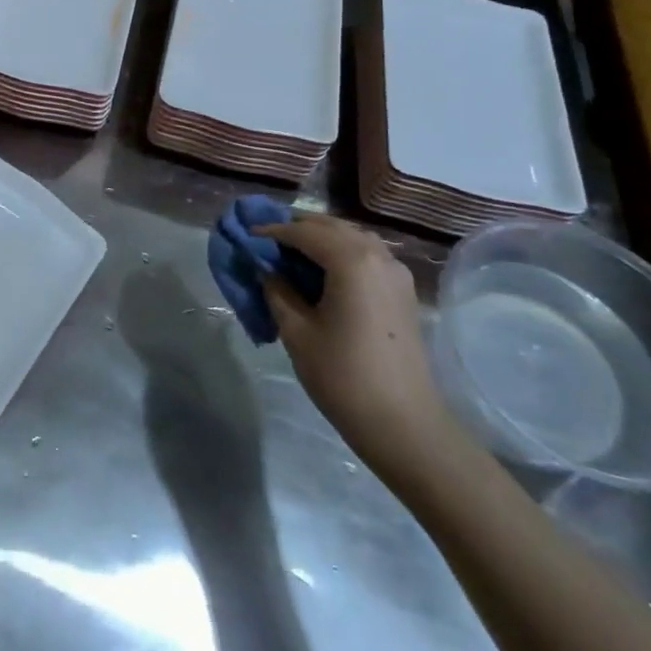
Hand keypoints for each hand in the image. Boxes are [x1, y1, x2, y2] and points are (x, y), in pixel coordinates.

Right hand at [255, 215, 463, 482]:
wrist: (403, 423)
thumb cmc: (342, 375)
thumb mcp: (297, 331)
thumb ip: (277, 291)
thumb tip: (266, 270)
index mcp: (351, 260)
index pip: (304, 232)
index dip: (272, 231)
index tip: (246, 235)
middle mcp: (377, 255)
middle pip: (331, 227)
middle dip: (297, 227)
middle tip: (265, 237)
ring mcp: (396, 272)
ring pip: (352, 237)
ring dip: (321, 237)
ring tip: (291, 250)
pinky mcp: (402, 292)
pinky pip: (367, 255)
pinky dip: (341, 252)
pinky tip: (322, 270)